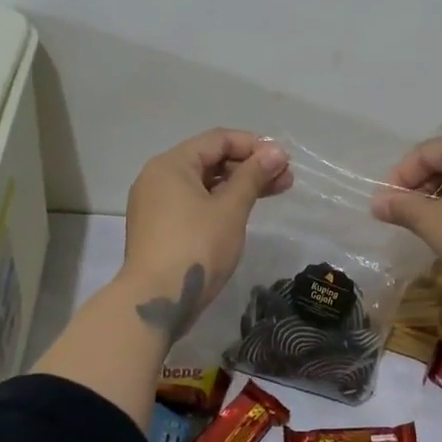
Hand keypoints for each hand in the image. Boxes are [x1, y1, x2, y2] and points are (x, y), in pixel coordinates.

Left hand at [120, 129, 292, 341]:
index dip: (254, 145)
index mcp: (171, 164)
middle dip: (249, 167)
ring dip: (239, 186)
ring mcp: (156, 205)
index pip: (218, 140)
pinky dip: (220, 203)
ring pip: (204, 184)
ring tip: (274, 193)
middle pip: (210, 160)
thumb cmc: (196, 247)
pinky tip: (244, 211)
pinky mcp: (159, 229)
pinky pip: (194, 204)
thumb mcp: (231, 209)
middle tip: (285, 179)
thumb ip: (253, 176)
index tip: (283, 160)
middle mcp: (158, 178)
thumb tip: (276, 152)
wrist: (156, 301)